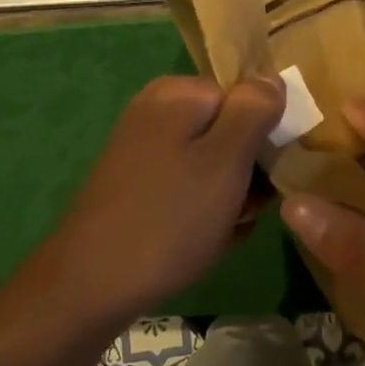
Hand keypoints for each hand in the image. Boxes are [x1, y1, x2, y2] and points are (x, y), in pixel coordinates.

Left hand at [45, 75, 283, 322]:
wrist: (90, 288)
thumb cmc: (169, 218)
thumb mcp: (226, 159)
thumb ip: (254, 110)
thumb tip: (272, 77)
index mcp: (178, 94)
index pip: (246, 96)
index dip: (267, 132)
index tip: (275, 172)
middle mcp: (156, 112)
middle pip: (228, 127)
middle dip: (250, 166)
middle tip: (254, 206)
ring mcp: (143, 150)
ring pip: (211, 161)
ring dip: (233, 192)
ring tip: (236, 226)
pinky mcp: (136, 186)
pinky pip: (187, 185)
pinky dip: (205, 208)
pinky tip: (213, 239)